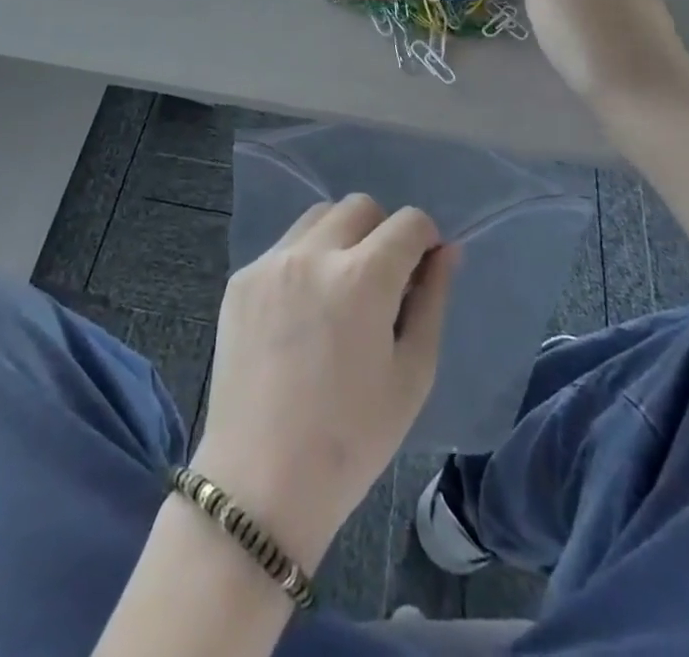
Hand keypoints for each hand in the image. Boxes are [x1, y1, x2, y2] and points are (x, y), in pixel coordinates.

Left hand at [193, 195, 458, 569]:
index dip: (424, 240)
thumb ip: (433, 301)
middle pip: (360, 207)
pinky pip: (284, 247)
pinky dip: (304, 262)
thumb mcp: (412, 375)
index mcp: (362, 277)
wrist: (260, 483)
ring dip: (340, 238)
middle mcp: (313, 254)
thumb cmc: (351, 440)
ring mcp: (271, 262)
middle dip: (381, 233)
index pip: (407, 222)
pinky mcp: (240, 279)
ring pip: (318, 217)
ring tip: (338, 293)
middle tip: (381, 283)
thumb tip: (448, 251)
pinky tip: (300, 314)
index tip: (421, 270)